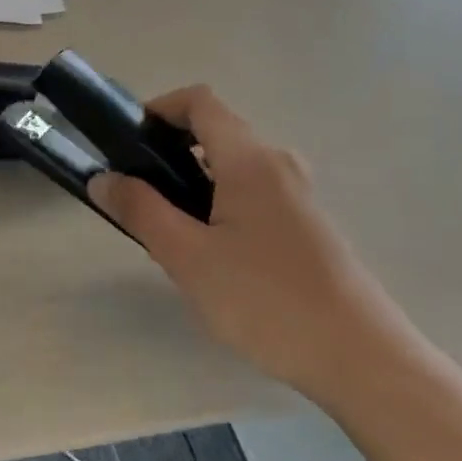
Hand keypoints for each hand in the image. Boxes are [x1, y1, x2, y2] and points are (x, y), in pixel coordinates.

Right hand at [90, 86, 418, 397]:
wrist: (359, 358)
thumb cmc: (265, 300)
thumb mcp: (187, 256)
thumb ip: (141, 211)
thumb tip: (102, 178)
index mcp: (250, 160)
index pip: (200, 101)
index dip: (159, 109)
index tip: (126, 144)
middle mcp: (279, 165)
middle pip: (215, 134)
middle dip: (169, 155)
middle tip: (140, 201)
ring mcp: (298, 196)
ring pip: (232, 170)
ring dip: (192, 186)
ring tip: (170, 237)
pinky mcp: (307, 226)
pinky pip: (251, 196)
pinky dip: (219, 206)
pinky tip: (210, 259)